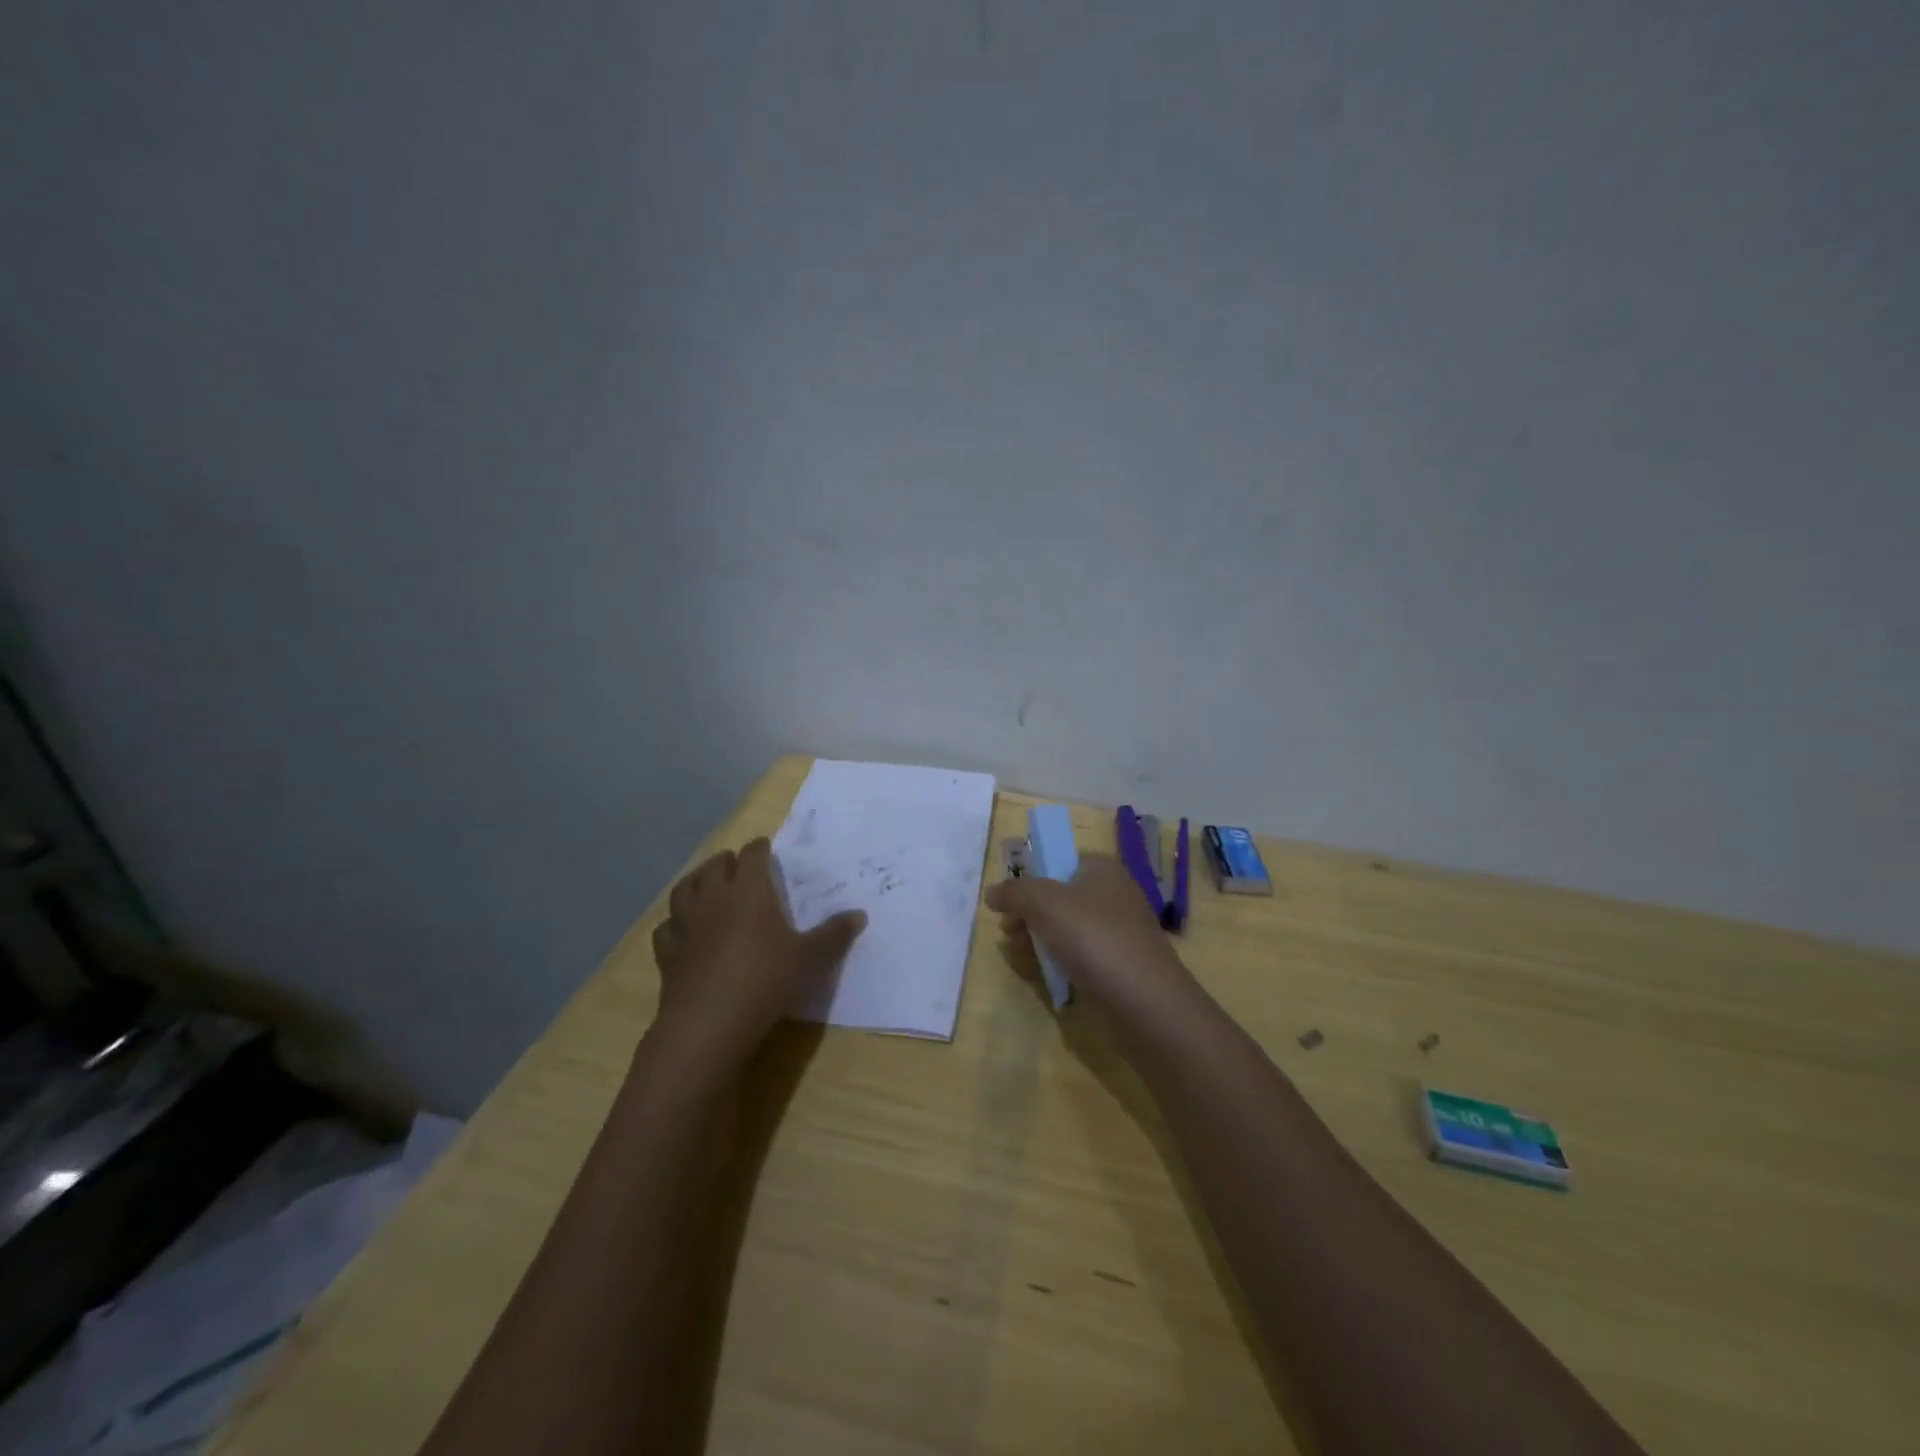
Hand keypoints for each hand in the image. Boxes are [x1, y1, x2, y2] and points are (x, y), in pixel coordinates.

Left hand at [650, 837, 865, 1062]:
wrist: (709, 1023)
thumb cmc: (766, 980)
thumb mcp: (810, 958)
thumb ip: (834, 934)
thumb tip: (860, 915)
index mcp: (750, 890)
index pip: (753, 854)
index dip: (761, 849)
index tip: (768, 850)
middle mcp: (714, 897)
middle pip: (715, 864)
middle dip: (728, 861)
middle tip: (740, 867)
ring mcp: (685, 924)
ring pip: (684, 888)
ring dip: (696, 881)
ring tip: (707, 886)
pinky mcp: (667, 952)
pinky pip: (666, 928)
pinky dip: (674, 924)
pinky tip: (682, 931)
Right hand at [985, 855, 1199, 1021]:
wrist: (1144, 1000)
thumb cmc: (1094, 938)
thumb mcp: (1045, 904)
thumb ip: (1014, 892)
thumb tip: (992, 892)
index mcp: (1102, 868)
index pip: (1060, 859)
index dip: (1031, 876)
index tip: (1008, 899)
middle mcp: (1114, 893)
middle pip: (1060, 894)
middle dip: (1029, 910)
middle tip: (1008, 930)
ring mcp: (1118, 930)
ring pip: (1068, 926)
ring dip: (1040, 936)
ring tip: (1019, 951)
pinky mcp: (1119, 963)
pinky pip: (1081, 953)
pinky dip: (1061, 959)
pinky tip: (1045, 972)